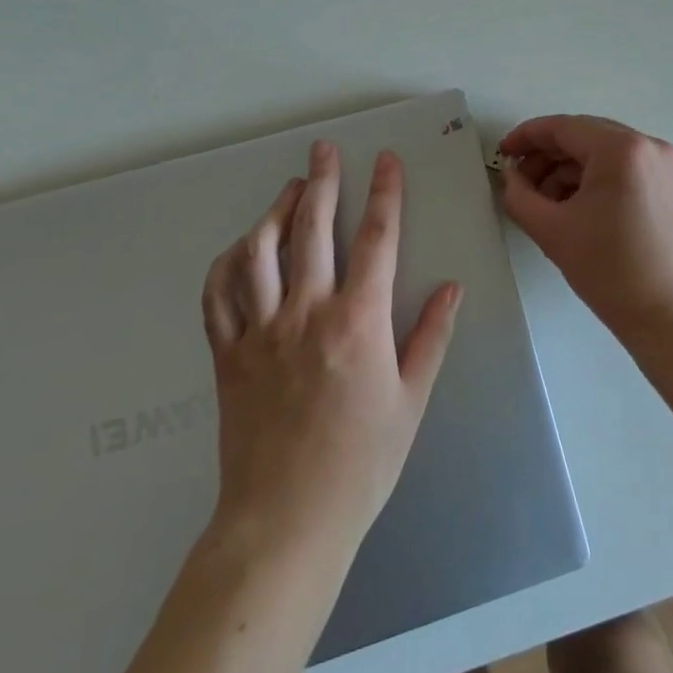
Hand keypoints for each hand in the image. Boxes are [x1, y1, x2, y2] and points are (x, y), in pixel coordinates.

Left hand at [202, 141, 460, 553]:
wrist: (285, 522)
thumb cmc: (361, 463)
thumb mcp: (411, 400)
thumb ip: (431, 336)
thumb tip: (452, 286)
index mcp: (359, 321)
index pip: (377, 239)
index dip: (385, 192)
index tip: (385, 159)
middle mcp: (307, 313)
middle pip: (314, 228)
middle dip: (323, 181)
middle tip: (324, 150)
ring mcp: (260, 331)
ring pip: (260, 251)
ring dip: (276, 211)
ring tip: (291, 190)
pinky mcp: (228, 354)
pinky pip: (219, 294)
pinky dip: (228, 262)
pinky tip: (242, 248)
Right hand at [497, 116, 672, 344]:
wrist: (672, 317)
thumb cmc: (610, 271)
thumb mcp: (552, 231)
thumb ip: (520, 195)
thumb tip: (512, 176)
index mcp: (621, 149)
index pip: (563, 127)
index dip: (527, 137)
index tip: (503, 153)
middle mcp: (648, 145)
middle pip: (586, 136)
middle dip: (548, 156)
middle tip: (520, 182)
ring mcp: (666, 164)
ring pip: (605, 152)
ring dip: (571, 169)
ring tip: (546, 202)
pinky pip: (626, 168)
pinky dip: (597, 179)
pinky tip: (576, 207)